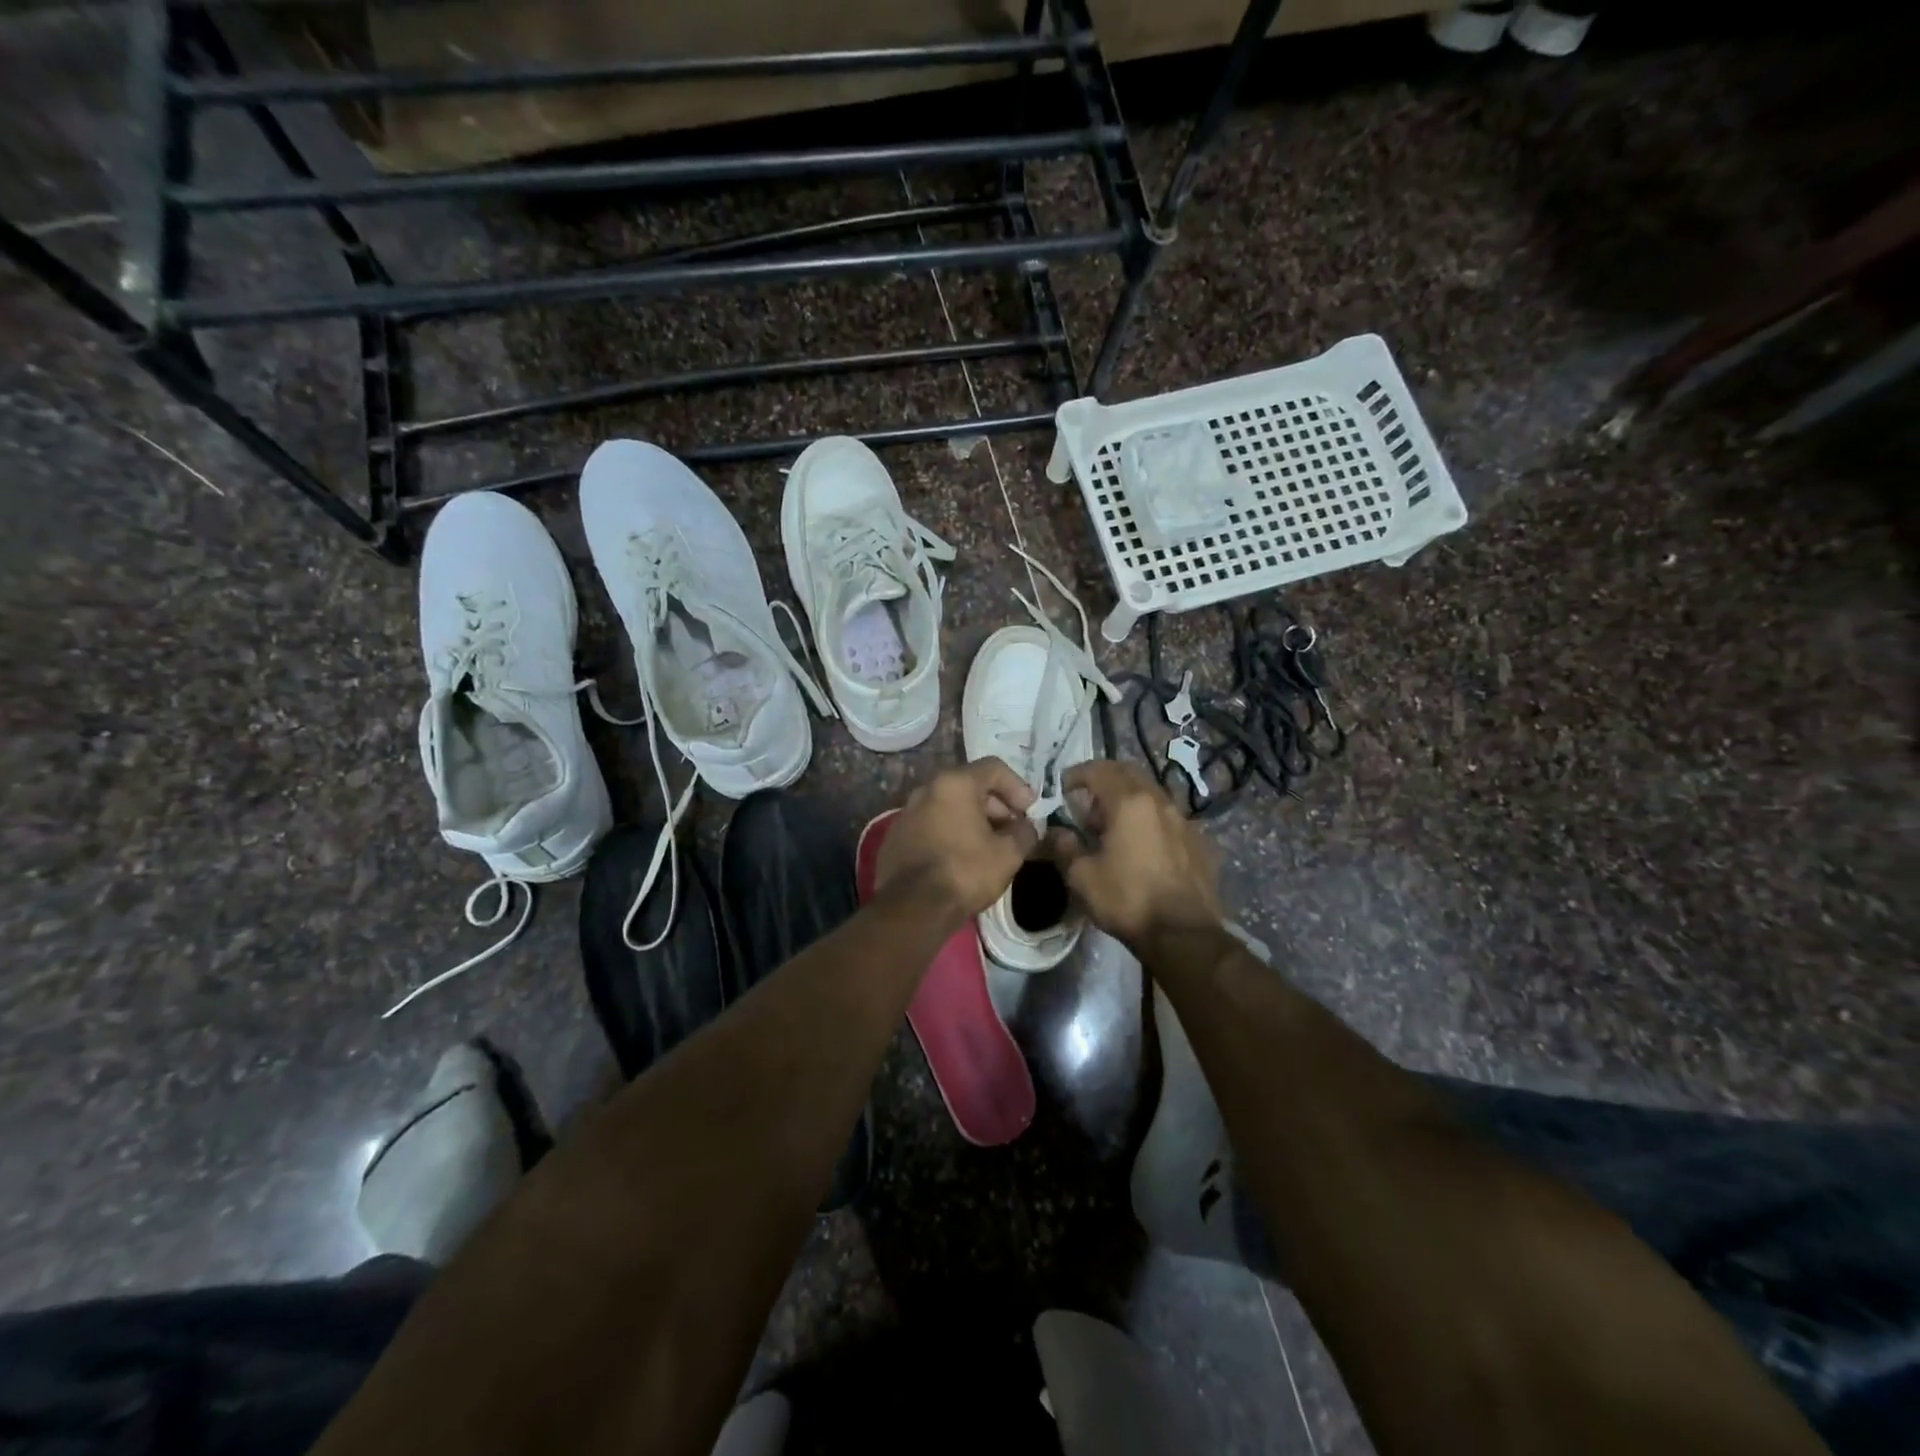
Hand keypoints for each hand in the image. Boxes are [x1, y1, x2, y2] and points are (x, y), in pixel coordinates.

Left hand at [876, 758, 1039, 927]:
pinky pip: (931, 824)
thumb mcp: (1008, 854)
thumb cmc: (965, 872)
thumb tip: (1027, 827)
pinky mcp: (896, 836)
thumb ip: (1024, 832)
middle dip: (996, 805)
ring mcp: (907, 812)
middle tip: (1012, 830)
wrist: (912, 907)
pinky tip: (961, 858)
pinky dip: (951, 832)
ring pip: (949, 805)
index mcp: (954, 783)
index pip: (994, 768)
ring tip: (990, 846)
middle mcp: (926, 788)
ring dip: (973, 819)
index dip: (1018, 787)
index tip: (1029, 812)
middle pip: (969, 785)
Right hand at [1046, 760, 1220, 947]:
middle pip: (1129, 774)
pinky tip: (1143, 846)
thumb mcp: (1081, 877)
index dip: (1076, 774)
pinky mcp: (1200, 842)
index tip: (1062, 787)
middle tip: (1087, 802)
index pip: (1099, 770)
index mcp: (1129, 802)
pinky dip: (1150, 821)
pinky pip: (1170, 819)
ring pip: (1152, 794)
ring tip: (1114, 826)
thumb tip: (1056, 832)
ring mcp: (1185, 821)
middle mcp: (1160, 802)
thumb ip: (1064, 847)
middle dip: (1105, 780)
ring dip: (1129, 800)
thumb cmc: (1127, 900)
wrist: (1184, 934)